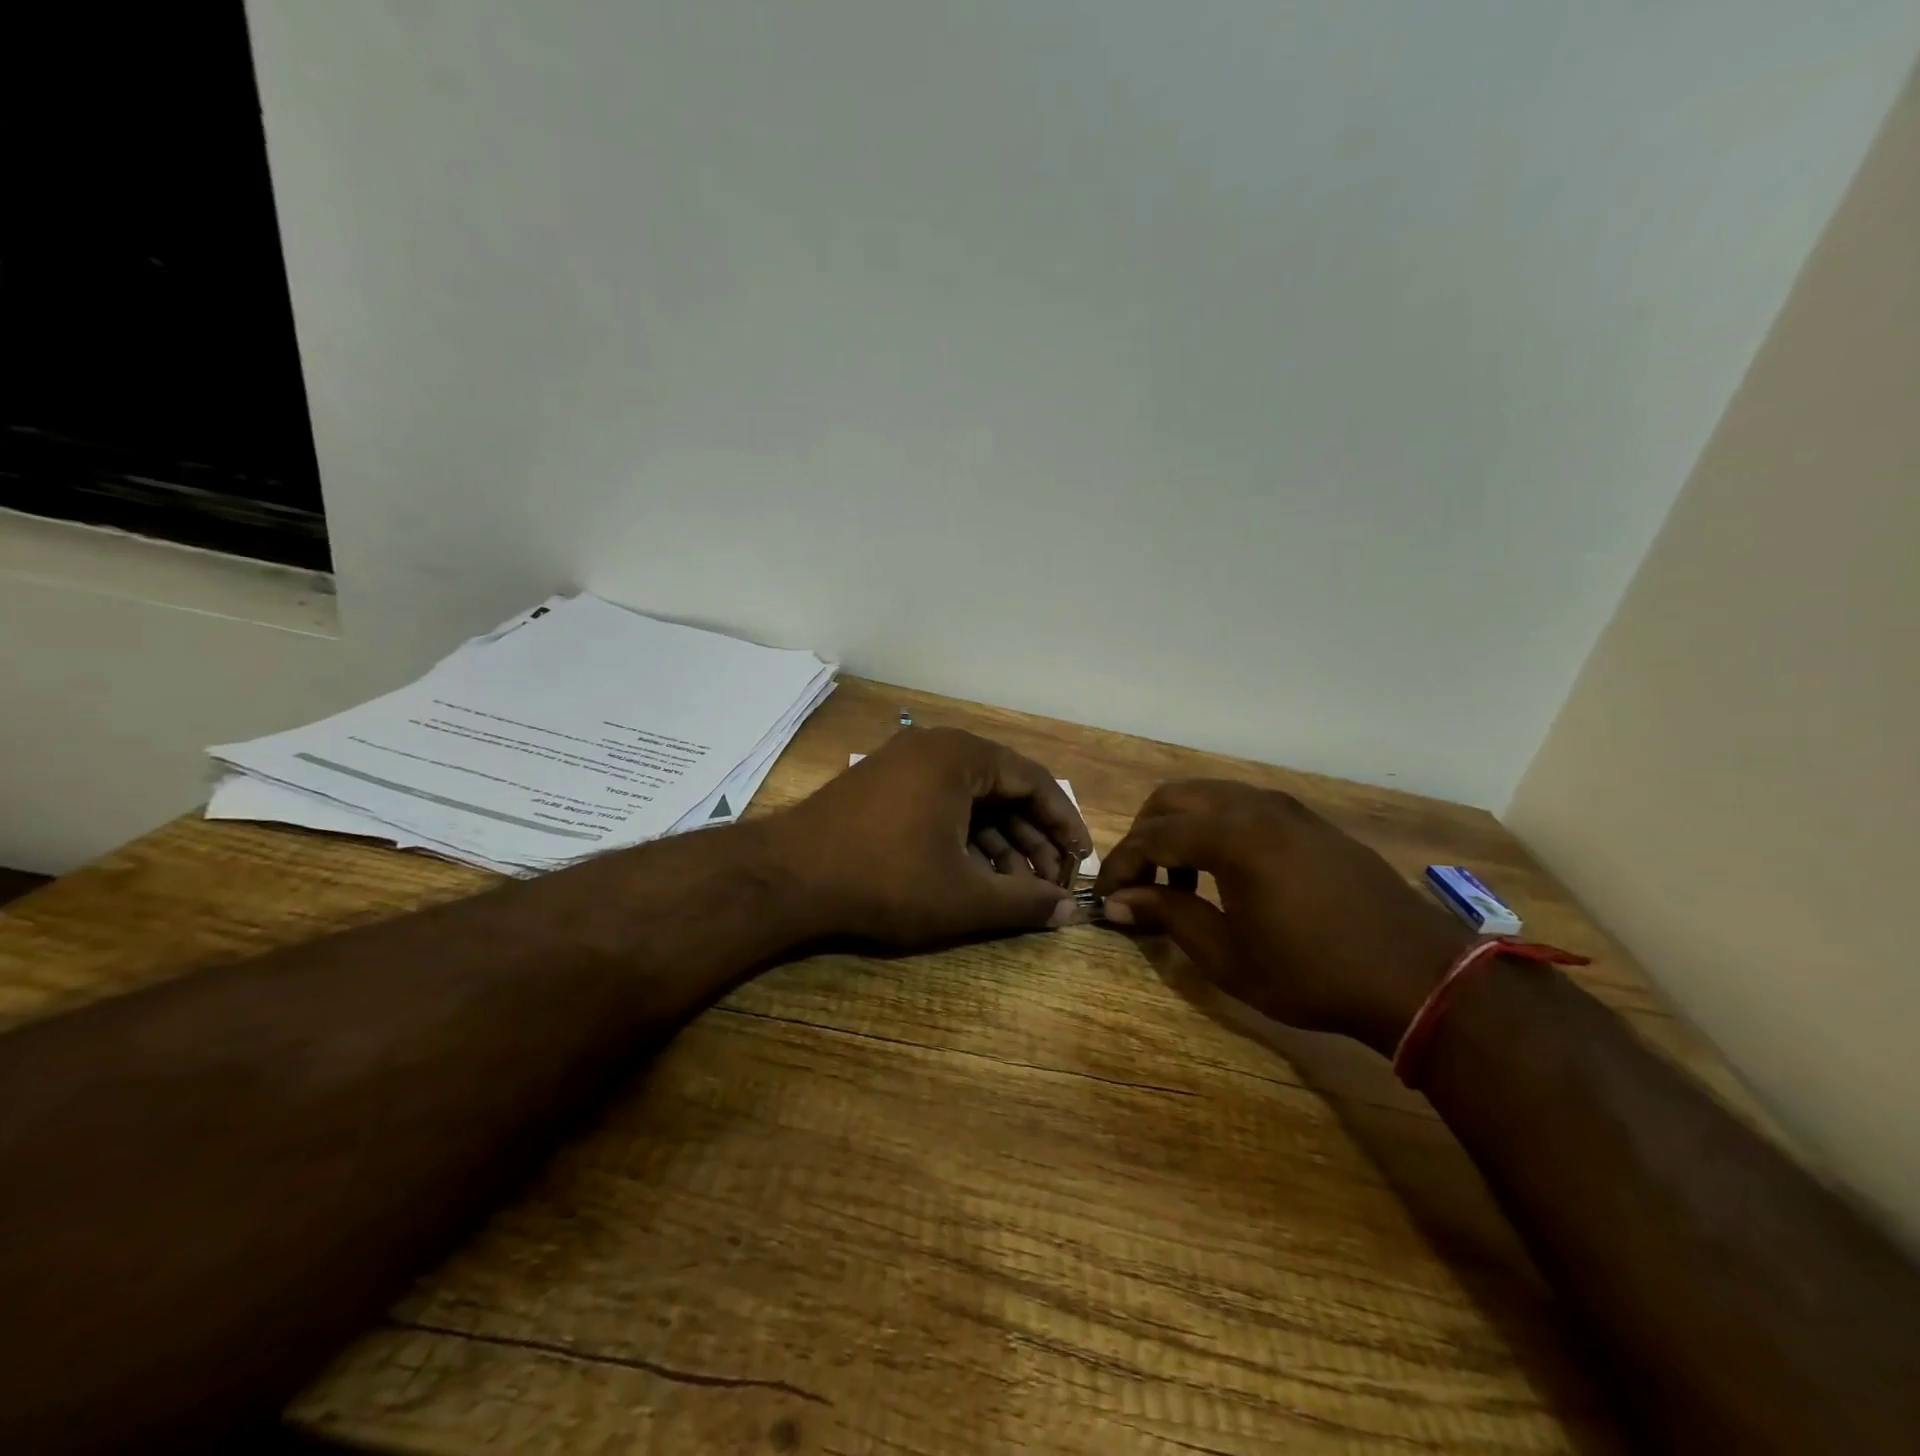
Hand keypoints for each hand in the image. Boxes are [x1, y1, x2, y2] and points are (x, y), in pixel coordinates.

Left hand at [773, 728, 1091, 946]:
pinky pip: (941, 807)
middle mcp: (935, 749)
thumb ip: (1025, 902)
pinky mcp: (882, 789)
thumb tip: (1071, 914)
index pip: (1035, 781)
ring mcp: (904, 766)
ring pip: (971, 803)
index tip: (1081, 862)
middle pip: (1004, 791)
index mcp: (962, 756)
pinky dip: (965, 841)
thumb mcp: (964, 896)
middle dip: (1032, 840)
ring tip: (1017, 891)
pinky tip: (977, 879)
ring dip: (1000, 845)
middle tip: (1050, 885)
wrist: (786, 878)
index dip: (1065, 824)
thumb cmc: (885, 879)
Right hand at [1092, 781, 1470, 1053]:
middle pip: (1173, 799)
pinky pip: (1243, 805)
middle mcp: (1254, 805)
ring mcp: (1286, 807)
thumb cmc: (1312, 972)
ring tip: (1182, 879)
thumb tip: (1118, 901)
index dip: (1120, 865)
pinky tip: (1227, 871)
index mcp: (1230, 835)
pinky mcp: (1309, 819)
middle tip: (1138, 881)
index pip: (1151, 836)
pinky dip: (1216, 826)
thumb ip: (1168, 915)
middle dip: (1144, 834)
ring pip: (1209, 796)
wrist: (1418, 976)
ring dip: (1180, 827)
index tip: (1105, 896)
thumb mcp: (1227, 955)